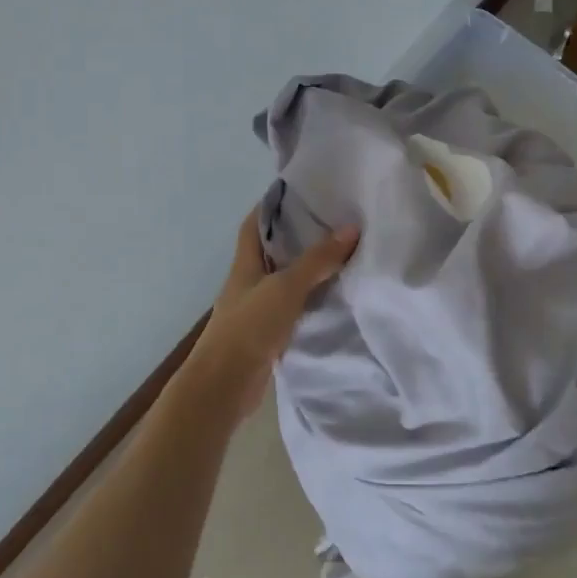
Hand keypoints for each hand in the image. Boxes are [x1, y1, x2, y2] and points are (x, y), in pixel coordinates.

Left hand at [188, 211, 359, 418]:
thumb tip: (351, 228)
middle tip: (333, 222)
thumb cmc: (249, 327)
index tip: (300, 193)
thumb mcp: (286, 287)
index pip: (254, 224)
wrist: (225, 385)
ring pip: (284, 280)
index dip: (272, 206)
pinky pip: (292, 308)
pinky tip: (333, 298)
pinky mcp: (267, 334)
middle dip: (298, 237)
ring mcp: (257, 309)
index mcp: (245, 263)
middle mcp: (249, 282)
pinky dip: (310, 301)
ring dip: (307, 270)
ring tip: (341, 255)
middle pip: (273, 251)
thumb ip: (317, 260)